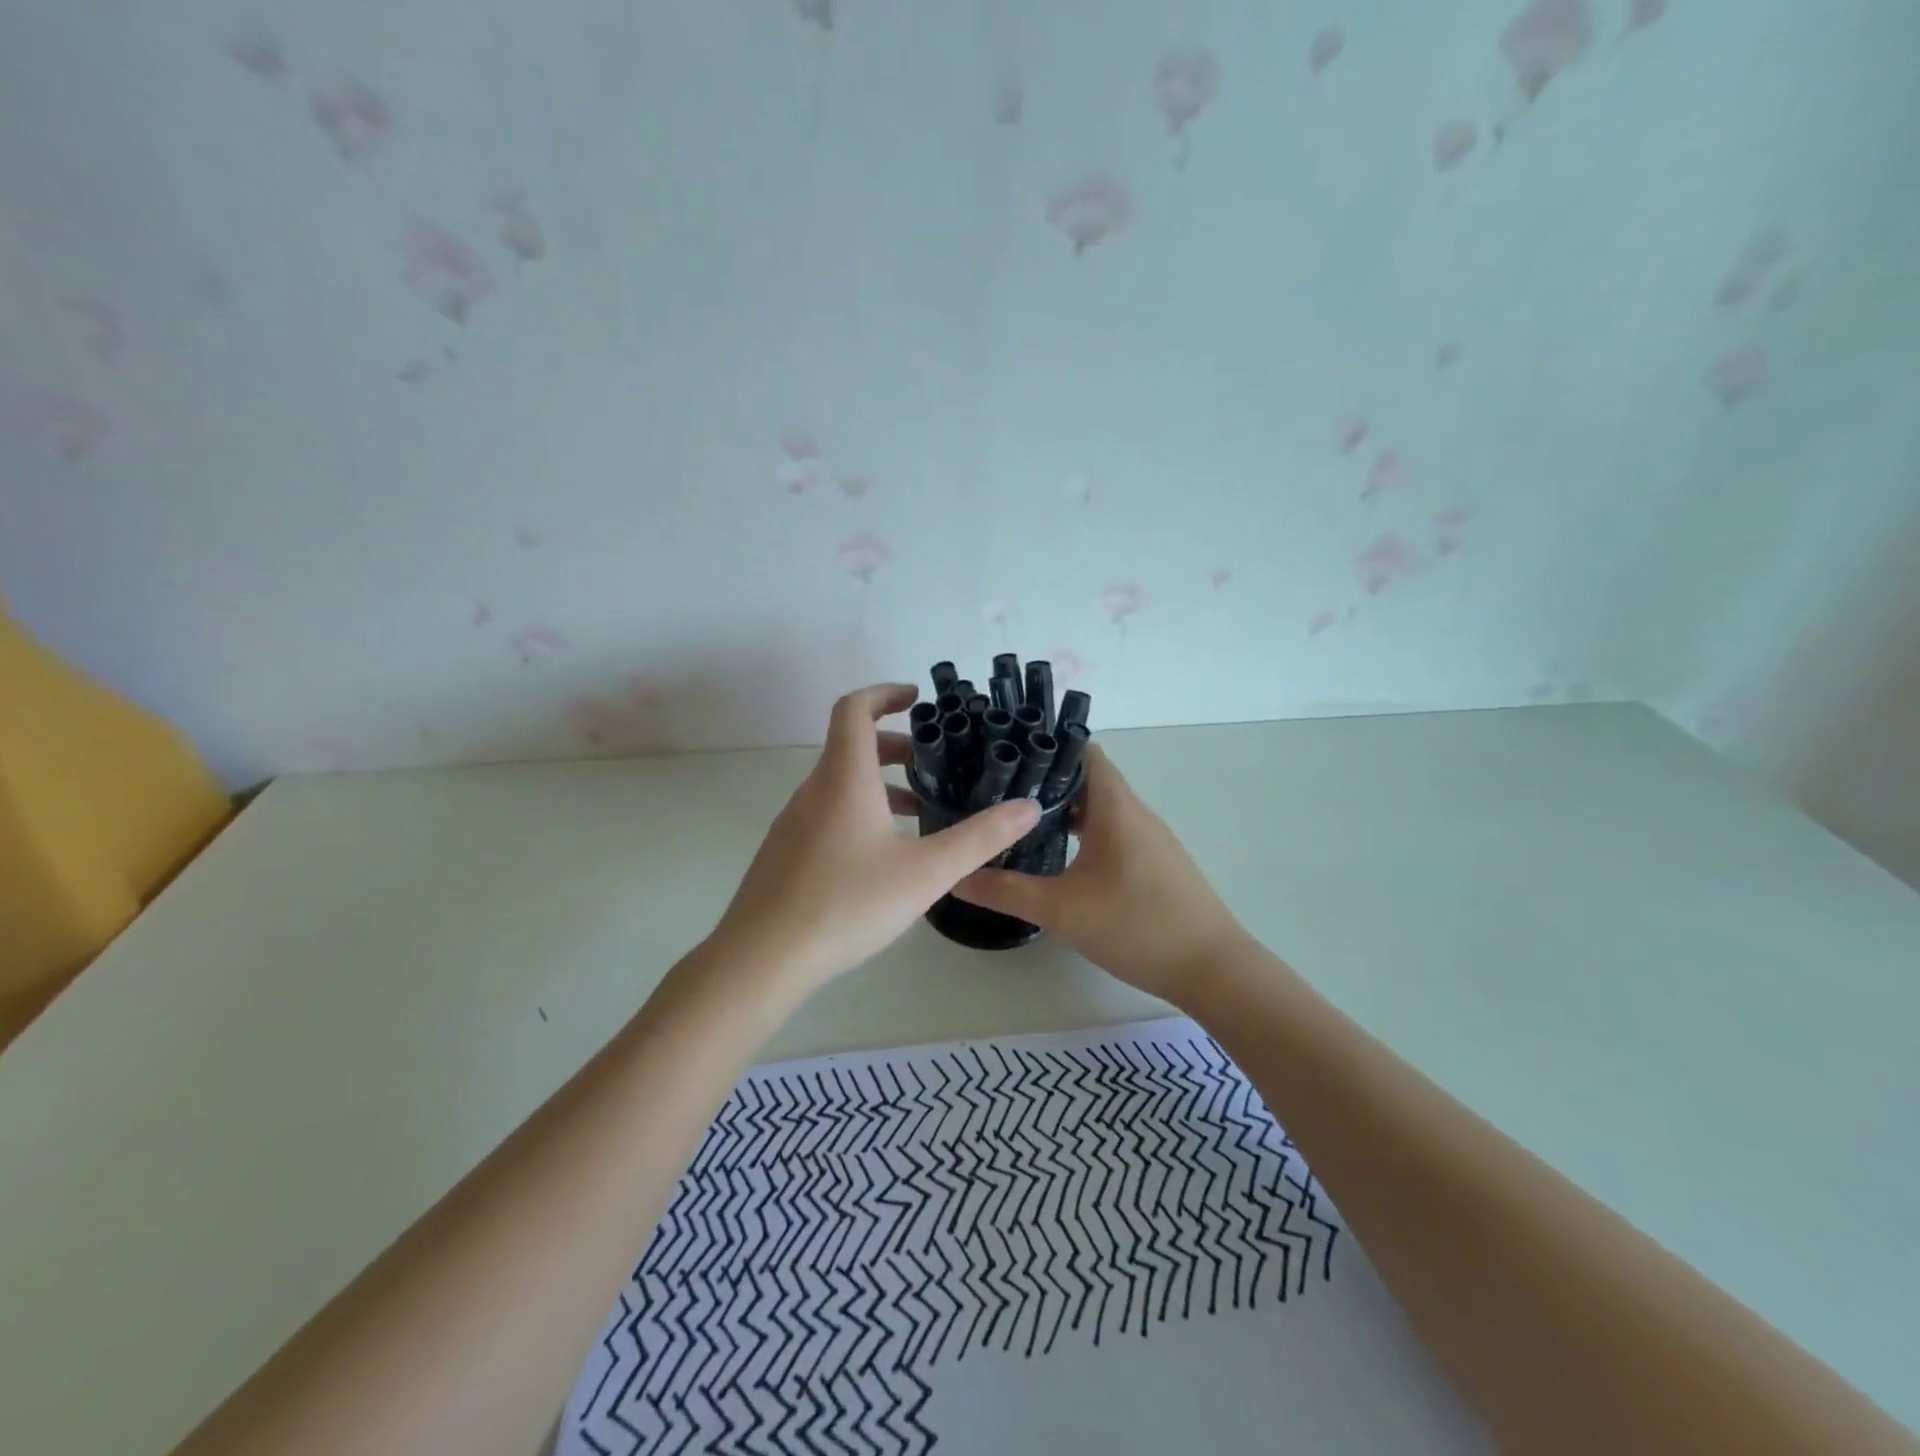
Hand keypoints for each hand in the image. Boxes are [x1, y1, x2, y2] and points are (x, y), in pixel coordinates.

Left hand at [707, 683, 1040, 992]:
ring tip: (920, 811)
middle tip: (934, 763)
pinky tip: (883, 856)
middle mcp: (813, 790)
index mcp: (844, 779)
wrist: (762, 958)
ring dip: (879, 783)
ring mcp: (793, 822)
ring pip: (840, 783)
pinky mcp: (785, 853)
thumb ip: (981, 838)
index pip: (854, 709)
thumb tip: (1029, 807)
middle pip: (851, 746)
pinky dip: (859, 810)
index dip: (884, 693)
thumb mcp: (927, 872)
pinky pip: (827, 812)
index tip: (916, 697)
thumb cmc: (848, 903)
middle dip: (895, 745)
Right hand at [953, 744, 1248, 1002]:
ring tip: (1020, 820)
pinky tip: (1062, 857)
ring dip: (1066, 809)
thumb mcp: (1062, 910)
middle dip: (1045, 780)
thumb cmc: (1137, 926)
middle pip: (1089, 778)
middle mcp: (1135, 813)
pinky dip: (1085, 832)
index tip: (1006, 751)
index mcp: (1115, 807)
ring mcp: (1150, 839)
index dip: (1046, 745)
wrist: (1213, 969)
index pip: (1083, 751)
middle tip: (998, 789)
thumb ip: (1006, 891)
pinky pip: (1114, 831)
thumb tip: (956, 877)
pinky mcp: (1156, 863)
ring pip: (1102, 808)